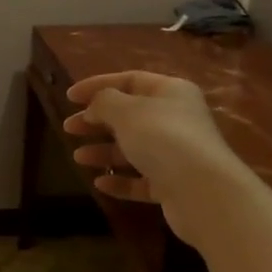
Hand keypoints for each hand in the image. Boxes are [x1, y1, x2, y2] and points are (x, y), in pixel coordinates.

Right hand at [63, 71, 249, 245]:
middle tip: (69, 128)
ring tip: (78, 158)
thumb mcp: (126, 111)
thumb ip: (104, 102)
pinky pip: (141, 179)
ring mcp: (176, 154)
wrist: (202, 191)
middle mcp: (176, 119)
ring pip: (134, 149)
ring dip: (104, 151)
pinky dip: (120, 180)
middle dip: (97, 121)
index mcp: (170, 92)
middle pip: (130, 115)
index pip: (130, 80)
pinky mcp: (173, 185)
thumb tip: (95, 105)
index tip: (69, 97)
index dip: (97, 85)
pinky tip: (100, 183)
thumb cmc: (163, 138)